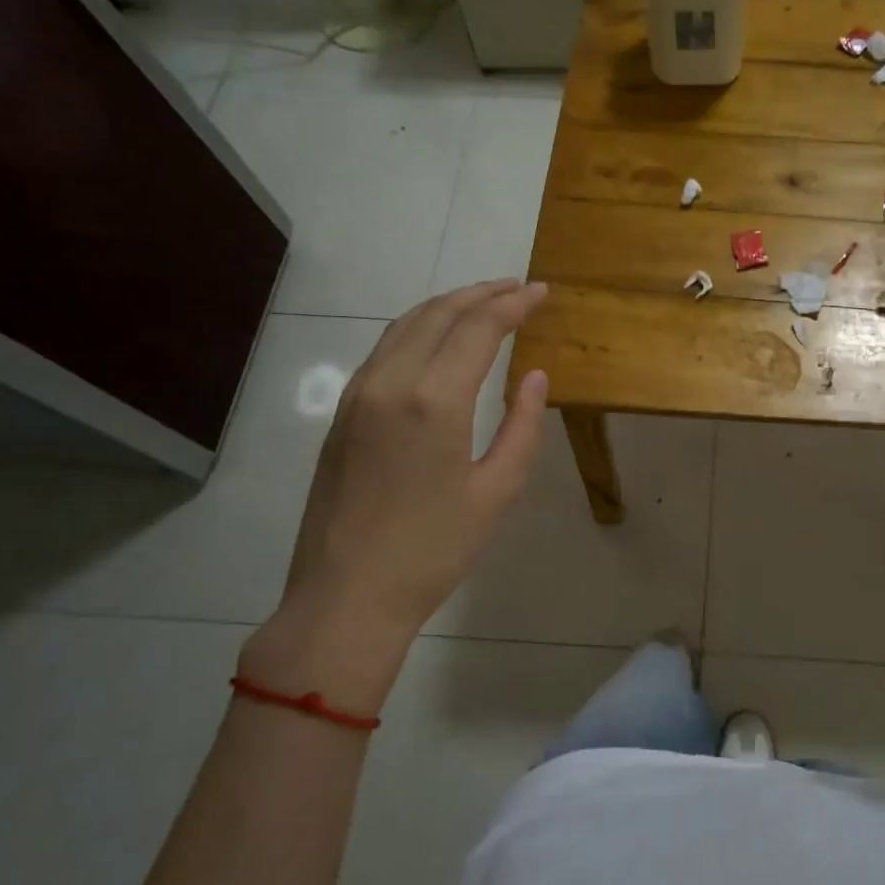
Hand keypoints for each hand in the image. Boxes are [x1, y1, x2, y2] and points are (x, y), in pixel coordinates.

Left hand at [240, 280, 550, 716]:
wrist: (346, 596)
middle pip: (438, 314)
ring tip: (483, 304)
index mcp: (434, 401)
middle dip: (481, 294)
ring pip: (404, 326)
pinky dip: (418, 329)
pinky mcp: (342, 414)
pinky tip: (438, 341)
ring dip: (447, 307)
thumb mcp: (497, 493)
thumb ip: (522, 427)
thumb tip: (535, 377)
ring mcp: (357, 396)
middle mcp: (390, 383)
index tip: (542, 292)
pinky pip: (384, 350)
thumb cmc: (434, 550)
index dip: (513, 304)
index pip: (478, 328)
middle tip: (518, 288)